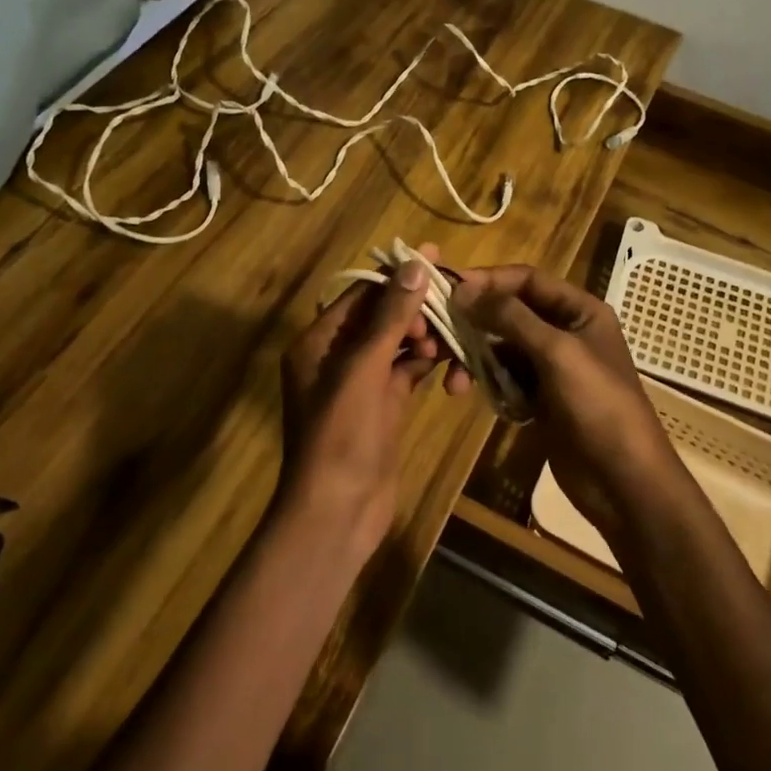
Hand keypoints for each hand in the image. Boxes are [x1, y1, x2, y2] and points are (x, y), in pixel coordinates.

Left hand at [279, 242, 467, 553]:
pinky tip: (451, 360)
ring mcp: (361, 383)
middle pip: (381, 316)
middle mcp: (336, 356)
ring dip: (424, 335)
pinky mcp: (383, 405)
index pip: (361, 294)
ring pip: (397, 343)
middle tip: (449, 306)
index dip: (398, 276)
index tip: (437, 257)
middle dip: (415, 308)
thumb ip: (390, 317)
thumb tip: (416, 264)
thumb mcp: (364, 370)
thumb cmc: (341, 435)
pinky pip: (407, 370)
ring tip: (451, 335)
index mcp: (319, 342)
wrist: (337, 513)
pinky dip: (427, 363)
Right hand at [450, 265, 680, 540]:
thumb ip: (510, 317)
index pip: (528, 280)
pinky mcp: (542, 398)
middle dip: (476, 323)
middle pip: (511, 313)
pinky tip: (468, 394)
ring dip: (476, 358)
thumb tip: (464, 288)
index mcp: (580, 311)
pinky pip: (506, 377)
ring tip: (453, 381)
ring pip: (504, 348)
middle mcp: (566, 331)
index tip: (451, 289)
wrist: (624, 481)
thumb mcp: (556, 352)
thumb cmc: (598, 405)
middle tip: (438, 334)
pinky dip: (487, 382)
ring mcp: (553, 367)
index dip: (489, 280)